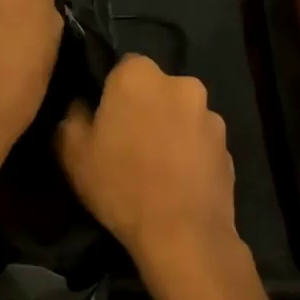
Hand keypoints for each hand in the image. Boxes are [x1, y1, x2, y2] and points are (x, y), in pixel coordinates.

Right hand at [56, 54, 240, 269]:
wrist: (182, 233)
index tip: (103, 119)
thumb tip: (82, 104)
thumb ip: (72, 115)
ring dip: (169, 130)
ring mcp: (211, 116)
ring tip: (155, 167)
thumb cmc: (120, 184)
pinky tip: (176, 182)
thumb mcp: (71, 151)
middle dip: (143, 108)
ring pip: (181, 114)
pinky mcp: (228, 147)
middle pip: (155, 89)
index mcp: (140, 75)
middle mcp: (182, 84)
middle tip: (127, 143)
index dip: (111, 92)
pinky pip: (199, 142)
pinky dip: (189, 154)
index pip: (122, 66)